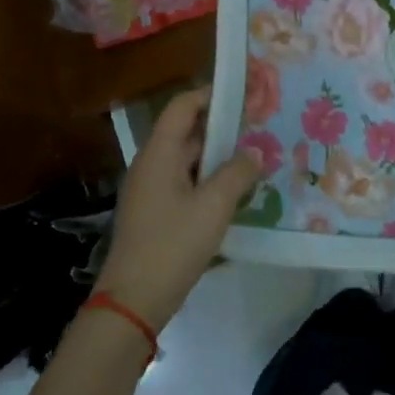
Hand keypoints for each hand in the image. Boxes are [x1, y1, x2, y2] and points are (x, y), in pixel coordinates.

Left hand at [95, 87, 260, 331]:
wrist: (133, 301)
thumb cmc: (173, 245)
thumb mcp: (214, 206)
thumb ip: (237, 174)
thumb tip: (254, 154)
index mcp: (159, 154)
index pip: (183, 107)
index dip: (211, 94)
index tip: (245, 93)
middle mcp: (151, 165)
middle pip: (187, 132)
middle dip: (223, 127)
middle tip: (261, 127)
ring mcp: (151, 191)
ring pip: (189, 160)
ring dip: (219, 156)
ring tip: (256, 157)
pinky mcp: (157, 214)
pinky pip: (186, 183)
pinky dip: (210, 180)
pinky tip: (236, 192)